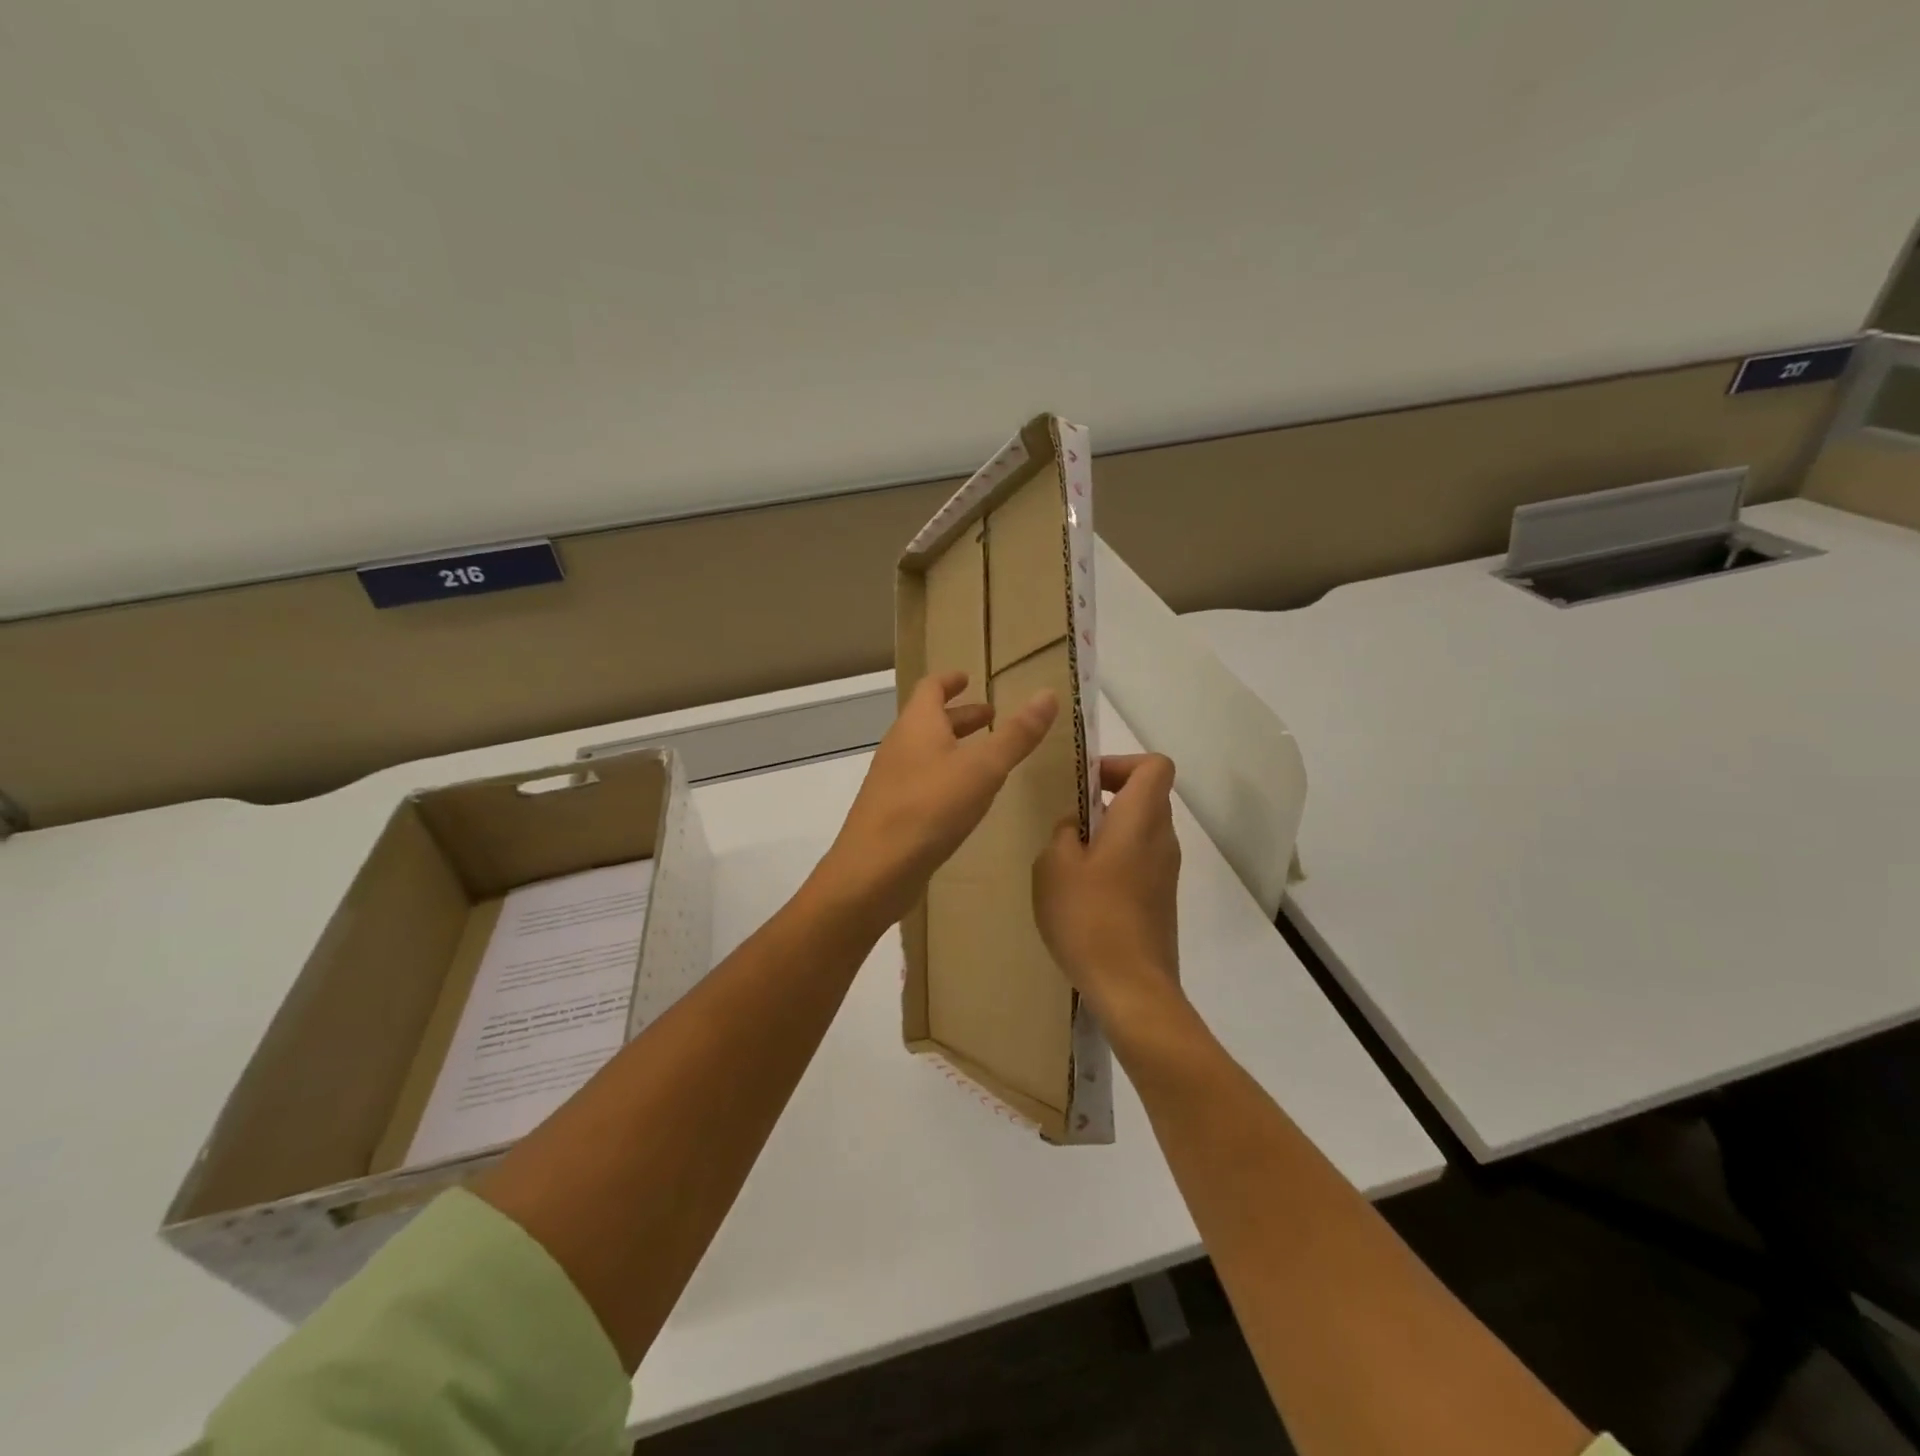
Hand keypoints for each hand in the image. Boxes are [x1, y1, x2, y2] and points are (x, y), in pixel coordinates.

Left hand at [818, 671, 1057, 926]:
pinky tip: (963, 798)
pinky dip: (944, 776)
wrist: (874, 870)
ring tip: (984, 757)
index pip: (931, 687)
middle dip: (960, 716)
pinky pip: (921, 781)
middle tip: (991, 718)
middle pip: (929, 720)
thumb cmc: (930, 808)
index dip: (950, 680)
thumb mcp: (983, 769)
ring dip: (953, 747)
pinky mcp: (891, 812)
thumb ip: (1016, 735)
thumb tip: (1048, 694)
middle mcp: (899, 746)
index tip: (968, 678)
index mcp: (917, 725)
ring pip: (925, 752)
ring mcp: (891, 780)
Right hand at [1033, 754, 1183, 1038]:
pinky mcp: (1162, 901)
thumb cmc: (1089, 918)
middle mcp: (1162, 839)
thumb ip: (1062, 834)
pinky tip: (1083, 892)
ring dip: (1109, 833)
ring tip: (1069, 860)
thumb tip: (1074, 827)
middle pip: (1147, 797)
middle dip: (1109, 798)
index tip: (1088, 784)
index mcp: (1141, 820)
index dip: (1122, 763)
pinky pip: (1141, 862)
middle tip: (1070, 821)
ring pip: (1142, 831)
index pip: (1155, 766)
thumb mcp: (1054, 867)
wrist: (1131, 988)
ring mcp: (1167, 872)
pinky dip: (1116, 861)